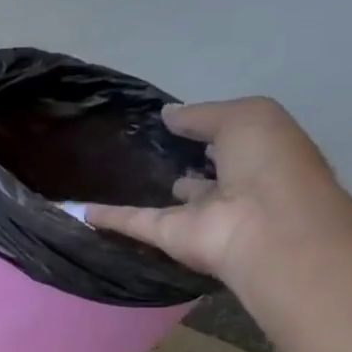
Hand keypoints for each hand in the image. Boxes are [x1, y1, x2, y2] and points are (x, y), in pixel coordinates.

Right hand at [85, 97, 351, 284]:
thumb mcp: (247, 118)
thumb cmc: (270, 166)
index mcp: (260, 157)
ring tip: (114, 175)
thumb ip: (204, 114)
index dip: (208, 129)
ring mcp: (200, 216)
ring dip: (149, 192)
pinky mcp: (169, 236)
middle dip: (182, 161)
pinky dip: (109, 216)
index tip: (176, 120)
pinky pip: (134, 222)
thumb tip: (168, 115)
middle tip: (145, 147)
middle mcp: (233, 188)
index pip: (231, 140)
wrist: (269, 229)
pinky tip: (80, 209)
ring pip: (169, 202)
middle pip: (202, 174)